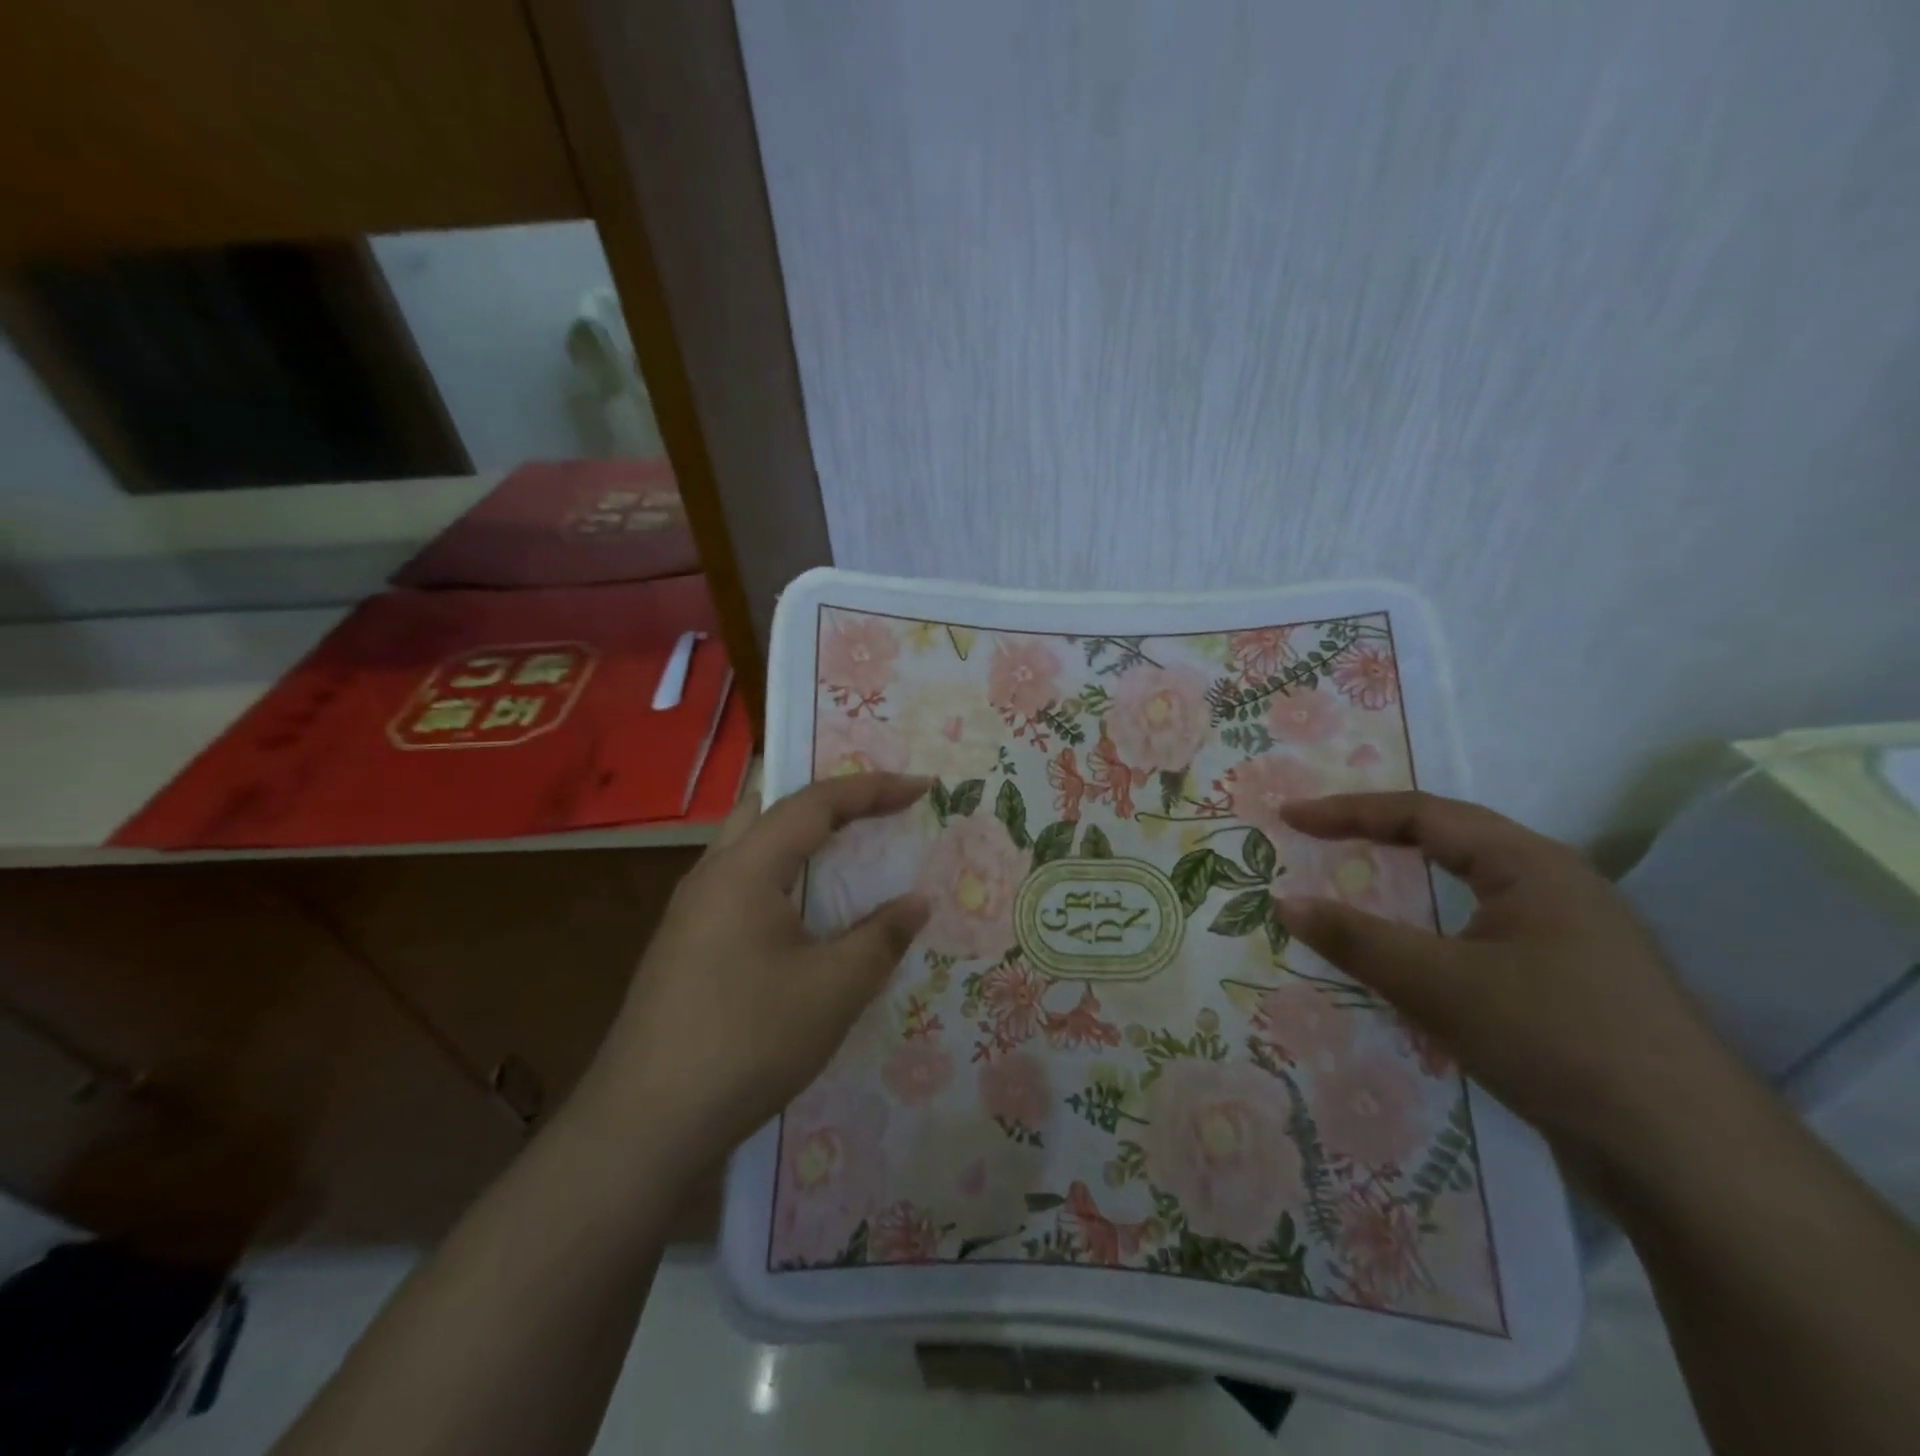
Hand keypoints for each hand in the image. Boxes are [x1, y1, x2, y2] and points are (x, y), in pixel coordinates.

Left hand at [573, 773, 931, 1173]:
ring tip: (845, 853)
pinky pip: (741, 884)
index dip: (873, 788)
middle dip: (827, 799)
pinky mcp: (685, 946)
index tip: (922, 788)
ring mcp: (690, 912)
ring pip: (751, 846)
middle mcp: (711, 875)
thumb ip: (882, 937)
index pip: (815, 802)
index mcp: (744, 869)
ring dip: (800, 839)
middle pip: (770, 808)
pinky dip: (782, 876)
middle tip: (873, 808)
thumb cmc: (747, 1042)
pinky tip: (802, 916)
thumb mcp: (834, 990)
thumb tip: (917, 903)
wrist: (642, 1127)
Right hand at [1277, 791, 1725, 1172]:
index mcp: (1530, 864)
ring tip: (1355, 883)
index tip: (1289, 817)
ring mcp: (1569, 936)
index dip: (1348, 811)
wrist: (1688, 1158)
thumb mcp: (1439, 985)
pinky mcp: (1571, 983)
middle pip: (1449, 840)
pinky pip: (1482, 933)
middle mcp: (1554, 885)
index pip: (1422, 814)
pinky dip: (1432, 929)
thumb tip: (1284, 902)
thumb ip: (1356, 939)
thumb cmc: (1555, 1039)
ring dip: (1407, 882)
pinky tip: (1412, 954)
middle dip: (1377, 835)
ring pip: (1468, 890)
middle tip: (1316, 839)